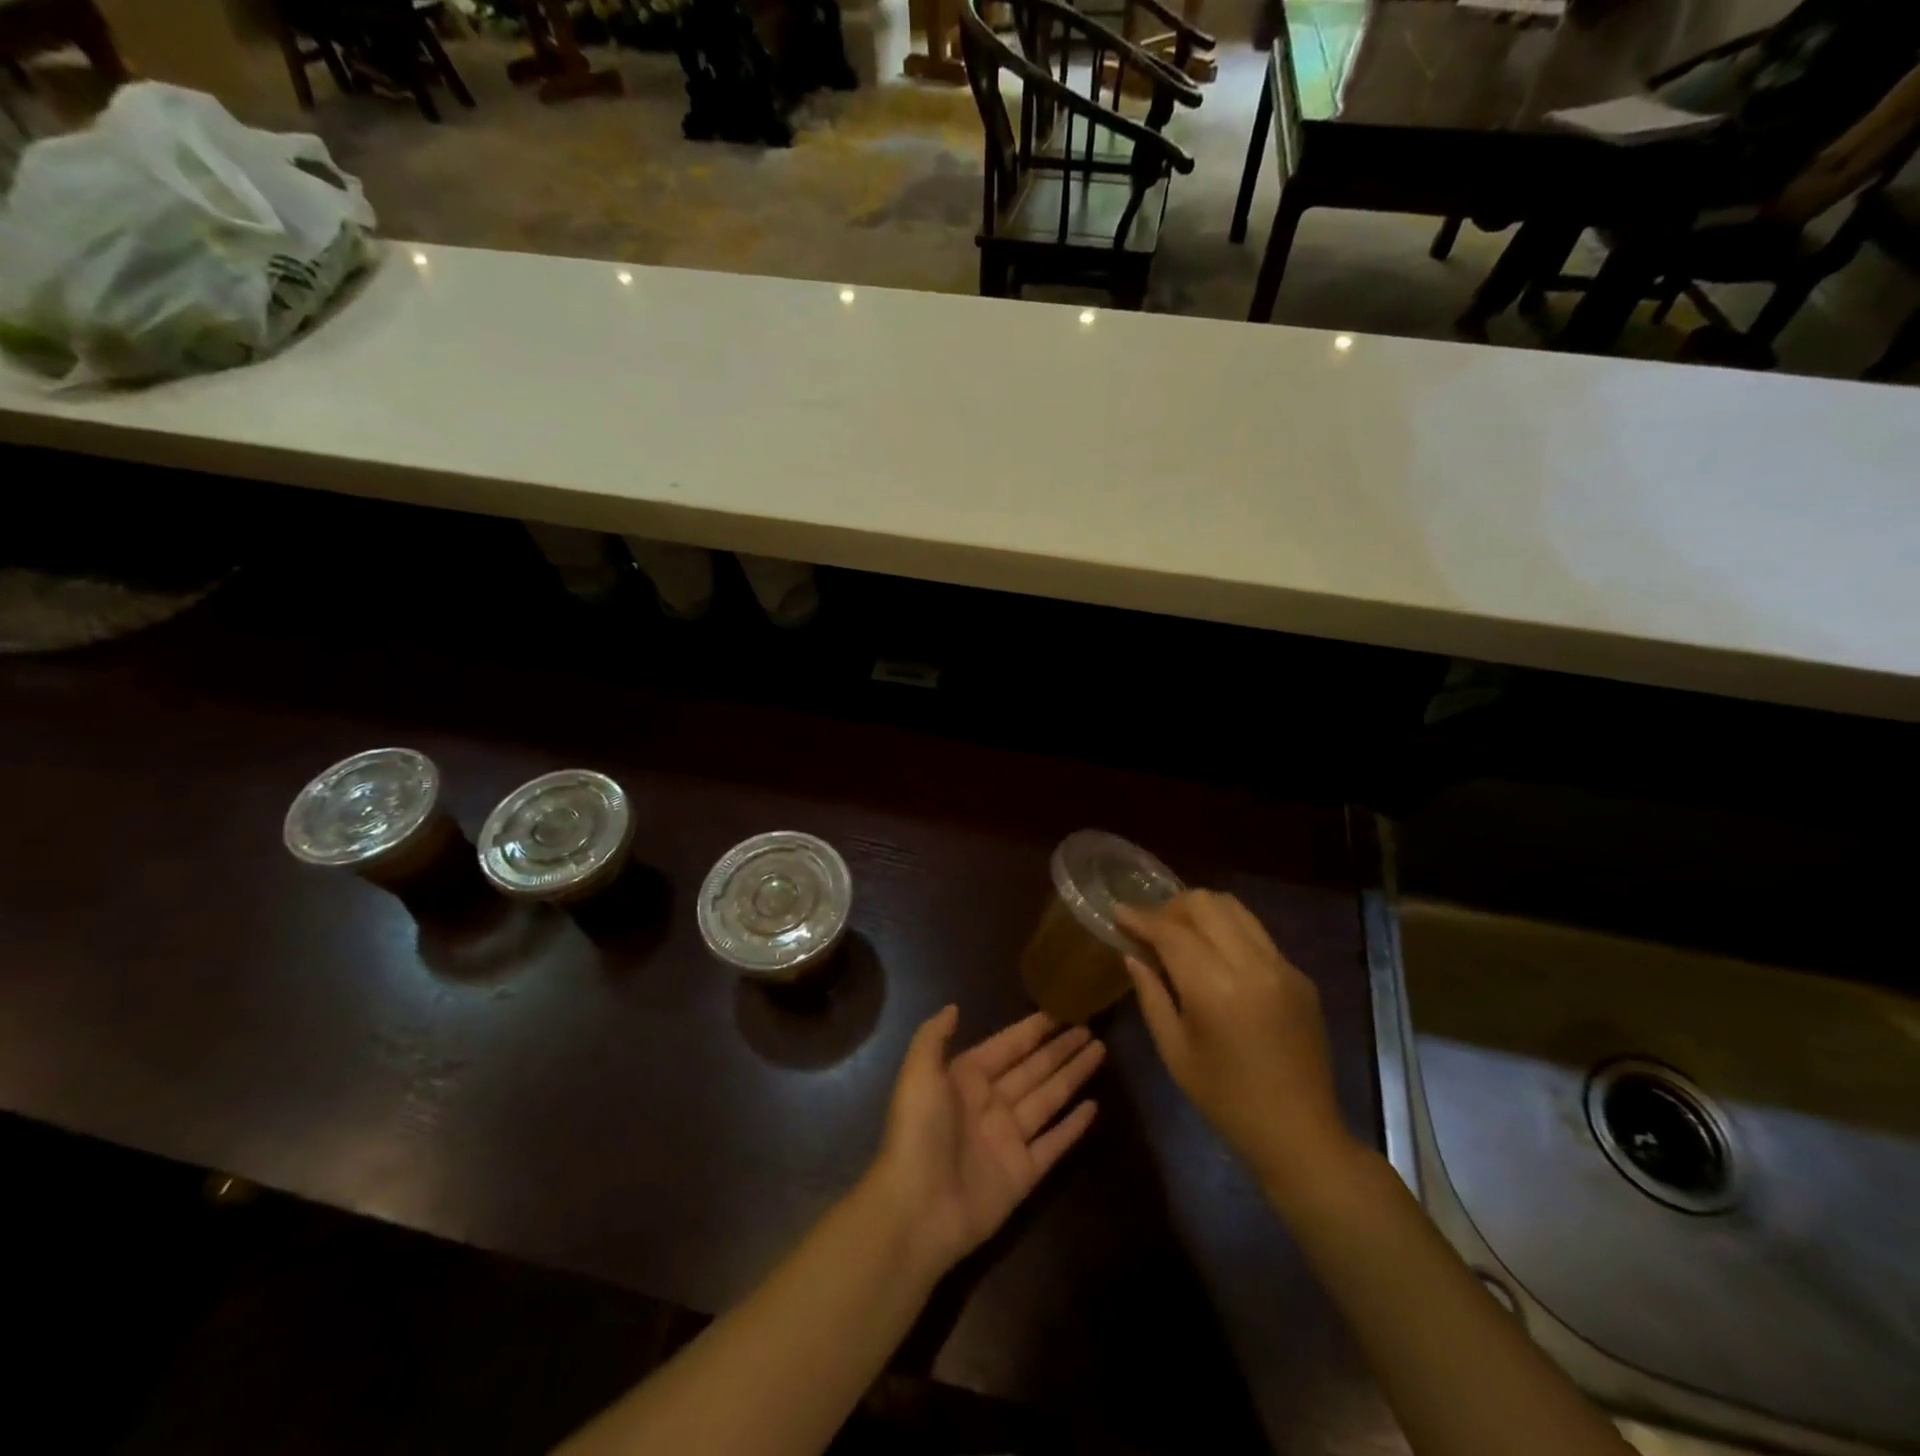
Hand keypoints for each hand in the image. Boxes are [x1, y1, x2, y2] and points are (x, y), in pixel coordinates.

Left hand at [868, 1008, 1102, 1277]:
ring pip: (1049, 1098)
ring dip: (1073, 1075)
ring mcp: (1009, 1139)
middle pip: (1034, 1068)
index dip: (1033, 1030)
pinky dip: (1074, 1126)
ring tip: (1100, 1051)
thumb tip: (954, 1007)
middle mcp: (991, 1103)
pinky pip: (1054, 1143)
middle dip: (1060, 1048)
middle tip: (1090, 1028)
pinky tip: (1094, 1106)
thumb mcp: (918, 1074)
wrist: (917, 1209)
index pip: (1007, 1046)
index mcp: (966, 1078)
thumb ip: (933, 1037)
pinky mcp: (1024, 1173)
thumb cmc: (918, 1132)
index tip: (1060, 1011)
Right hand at [1117, 892, 1353, 1194]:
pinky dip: (1227, 931)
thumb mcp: (1174, 1051)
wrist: (1300, 1135)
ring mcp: (1283, 967)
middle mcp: (1254, 966)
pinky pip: (1256, 933)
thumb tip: (1133, 953)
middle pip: (1206, 903)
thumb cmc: (1225, 1101)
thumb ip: (1151, 994)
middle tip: (1150, 927)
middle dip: (1170, 906)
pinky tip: (1214, 957)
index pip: (1172, 931)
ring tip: (1180, 933)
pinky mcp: (1300, 975)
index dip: (1141, 917)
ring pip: (1235, 908)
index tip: (1118, 912)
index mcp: (1217, 989)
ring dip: (1201, 911)